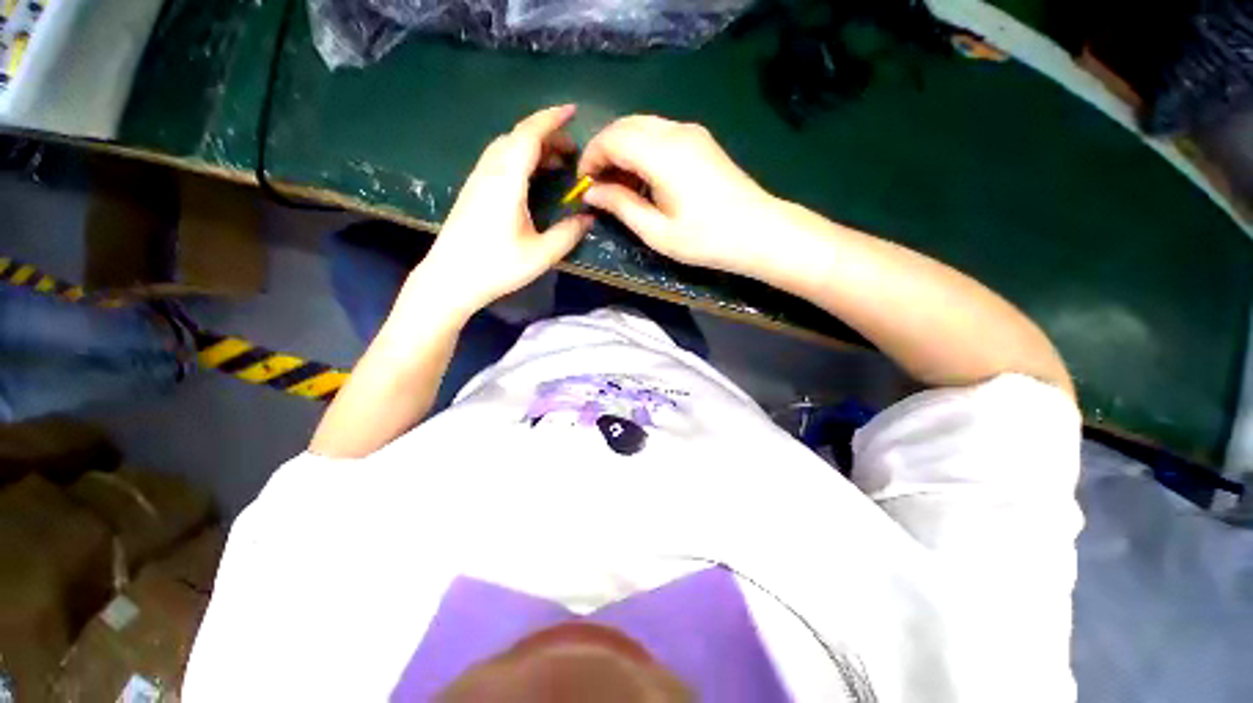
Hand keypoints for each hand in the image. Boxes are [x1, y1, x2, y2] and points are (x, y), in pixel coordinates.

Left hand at [412, 105, 593, 319]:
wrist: (450, 279)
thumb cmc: (497, 267)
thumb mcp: (541, 254)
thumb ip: (568, 233)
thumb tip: (588, 217)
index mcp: (506, 180)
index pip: (529, 136)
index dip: (552, 120)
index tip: (573, 111)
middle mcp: (490, 171)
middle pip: (518, 137)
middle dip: (547, 135)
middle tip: (573, 152)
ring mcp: (478, 179)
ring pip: (507, 148)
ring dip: (533, 147)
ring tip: (558, 163)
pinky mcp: (474, 190)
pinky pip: (500, 160)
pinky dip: (521, 159)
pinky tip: (533, 178)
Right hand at [577, 116, 777, 277]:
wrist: (759, 232)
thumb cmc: (706, 239)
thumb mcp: (657, 232)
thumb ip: (621, 206)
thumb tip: (591, 191)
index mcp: (662, 153)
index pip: (612, 138)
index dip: (591, 158)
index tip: (584, 184)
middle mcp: (675, 131)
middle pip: (625, 125)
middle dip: (604, 151)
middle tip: (599, 185)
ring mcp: (692, 132)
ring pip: (642, 126)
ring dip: (623, 149)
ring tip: (620, 185)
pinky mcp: (701, 141)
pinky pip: (660, 133)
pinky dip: (642, 149)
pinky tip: (644, 178)